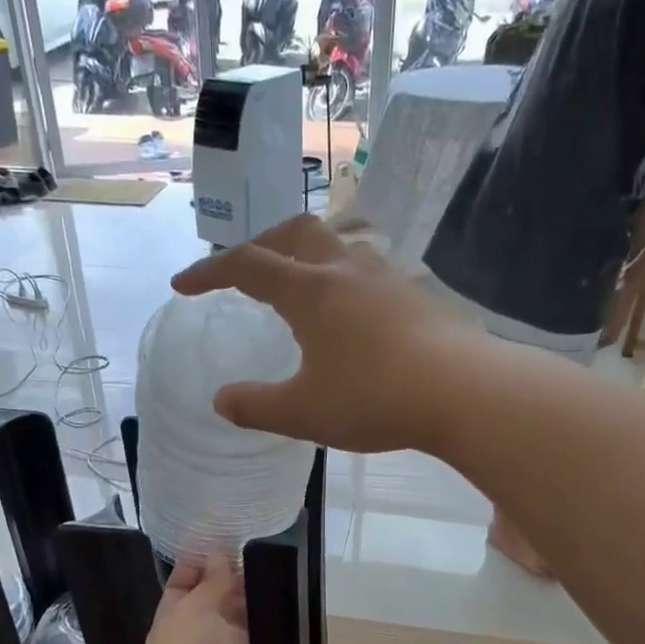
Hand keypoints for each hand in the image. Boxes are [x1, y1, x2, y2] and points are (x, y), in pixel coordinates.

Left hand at [141, 555, 286, 643]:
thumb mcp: (191, 611)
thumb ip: (209, 583)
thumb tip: (219, 554)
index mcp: (171, 626)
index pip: (181, 589)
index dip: (195, 565)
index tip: (216, 537)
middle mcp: (200, 639)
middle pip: (214, 601)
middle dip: (228, 576)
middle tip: (251, 542)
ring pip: (243, 617)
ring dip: (253, 594)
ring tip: (272, 558)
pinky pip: (268, 637)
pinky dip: (276, 618)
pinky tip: (288, 589)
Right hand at [169, 214, 475, 453]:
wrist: (462, 392)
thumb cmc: (374, 398)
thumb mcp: (303, 412)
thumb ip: (255, 406)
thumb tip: (221, 401)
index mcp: (309, 290)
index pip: (246, 265)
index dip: (209, 273)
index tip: (182, 286)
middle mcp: (345, 269)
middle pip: (295, 232)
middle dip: (262, 244)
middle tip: (245, 270)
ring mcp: (386, 277)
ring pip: (338, 243)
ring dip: (308, 254)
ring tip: (300, 283)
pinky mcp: (415, 294)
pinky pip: (369, 269)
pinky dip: (344, 278)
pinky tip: (352, 311)